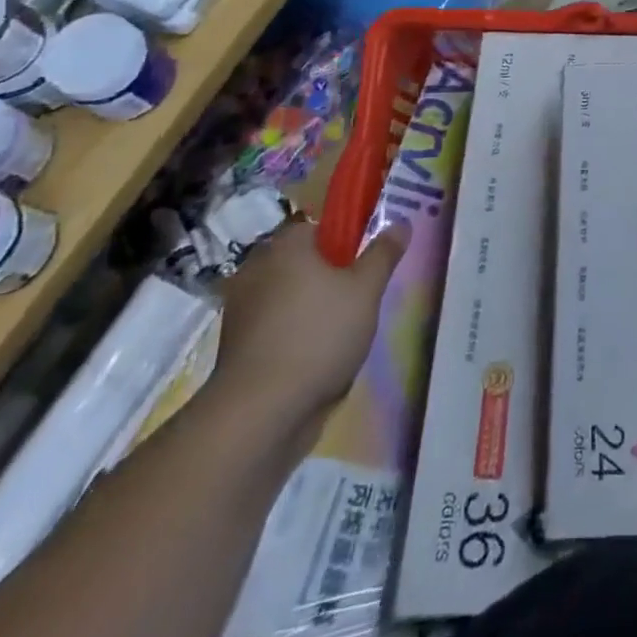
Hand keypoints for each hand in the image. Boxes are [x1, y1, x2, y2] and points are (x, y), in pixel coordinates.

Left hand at [203, 218, 409, 437]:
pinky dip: (294, 335)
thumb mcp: (366, 290)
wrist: (260, 414)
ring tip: (343, 332)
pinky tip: (317, 357)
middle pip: (304, 262)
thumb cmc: (319, 335)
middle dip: (330, 277)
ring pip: (290, 297)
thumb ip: (384, 254)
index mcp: (285, 246)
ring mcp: (241, 310)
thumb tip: (400, 222)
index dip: (346, 240)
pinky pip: (276, 328)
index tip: (366, 262)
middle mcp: (256, 269)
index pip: (318, 226)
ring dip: (312, 308)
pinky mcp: (237, 348)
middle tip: (361, 297)